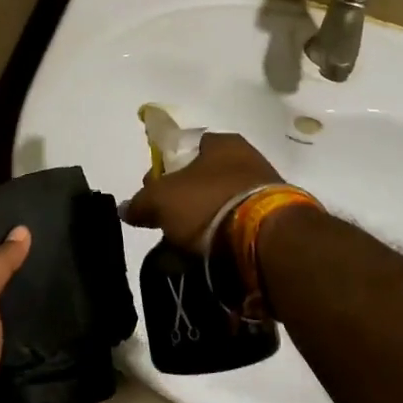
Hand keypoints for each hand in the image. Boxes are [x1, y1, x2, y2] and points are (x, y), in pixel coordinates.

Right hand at [123, 133, 282, 254]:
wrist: (268, 240)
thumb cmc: (210, 204)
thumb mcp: (162, 200)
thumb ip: (141, 202)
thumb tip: (127, 208)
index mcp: (221, 143)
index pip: (183, 149)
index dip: (162, 171)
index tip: (151, 196)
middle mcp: (247, 159)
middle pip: (201, 180)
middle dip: (182, 203)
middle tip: (167, 226)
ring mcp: (265, 190)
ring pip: (219, 206)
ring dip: (202, 226)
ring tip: (186, 251)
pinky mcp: (276, 222)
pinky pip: (238, 229)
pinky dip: (223, 242)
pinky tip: (210, 259)